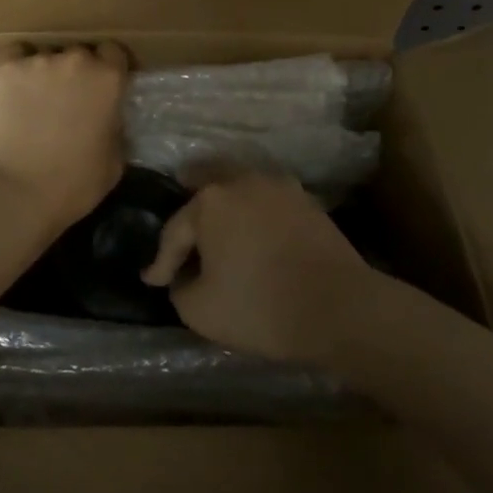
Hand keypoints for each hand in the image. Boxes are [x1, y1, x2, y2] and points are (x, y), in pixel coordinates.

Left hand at [0, 42, 129, 228]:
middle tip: (71, 99)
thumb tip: (108, 118)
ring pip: (47, 55)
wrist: (15, 193)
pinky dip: (17, 67)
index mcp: (108, 78)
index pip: (114, 52)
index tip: (106, 87)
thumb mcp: (115, 161)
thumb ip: (116, 128)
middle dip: (78, 72)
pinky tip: (15, 89)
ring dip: (48, 72)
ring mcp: (37, 61)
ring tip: (38, 100)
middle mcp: (75, 59)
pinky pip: (15, 54)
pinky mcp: (4, 68)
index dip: (110, 68)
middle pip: (80, 53)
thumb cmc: (73, 184)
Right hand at [140, 170, 372, 363]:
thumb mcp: (201, 311)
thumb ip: (181, 289)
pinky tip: (253, 223)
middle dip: (189, 194)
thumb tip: (183, 278)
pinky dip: (254, 208)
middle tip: (179, 202)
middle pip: (206, 182)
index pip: (175, 231)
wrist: (340, 307)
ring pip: (240, 183)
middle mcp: (241, 181)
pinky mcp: (306, 201)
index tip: (152, 280)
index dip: (161, 261)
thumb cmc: (261, 306)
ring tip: (217, 213)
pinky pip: (267, 197)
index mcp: (209, 202)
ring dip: (225, 197)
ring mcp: (278, 187)